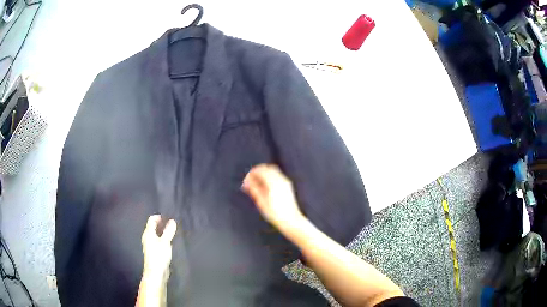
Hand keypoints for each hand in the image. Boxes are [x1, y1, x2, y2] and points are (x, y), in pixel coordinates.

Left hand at [141, 215, 176, 278]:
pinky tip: (170, 242)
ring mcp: (150, 244)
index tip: (169, 216)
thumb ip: (169, 231)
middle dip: (162, 224)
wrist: (156, 272)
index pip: (151, 220)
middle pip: (153, 226)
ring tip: (172, 232)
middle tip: (172, 223)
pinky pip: (158, 241)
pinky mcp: (154, 251)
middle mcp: (147, 237)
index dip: (159, 217)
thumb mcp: (165, 242)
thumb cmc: (159, 255)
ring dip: (163, 232)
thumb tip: (172, 221)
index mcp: (148, 233)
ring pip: (156, 234)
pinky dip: (163, 238)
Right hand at [242, 164, 304, 229]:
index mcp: (273, 183)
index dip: (251, 173)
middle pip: (267, 168)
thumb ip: (254, 189)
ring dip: (264, 173)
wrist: (291, 220)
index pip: (260, 171)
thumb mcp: (261, 202)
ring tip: (256, 183)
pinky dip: (269, 176)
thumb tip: (247, 182)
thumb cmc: (275, 214)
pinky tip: (265, 186)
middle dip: (257, 171)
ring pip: (272, 170)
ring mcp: (285, 182)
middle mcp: (280, 179)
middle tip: (250, 180)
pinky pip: (277, 175)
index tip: (246, 180)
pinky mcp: (288, 185)